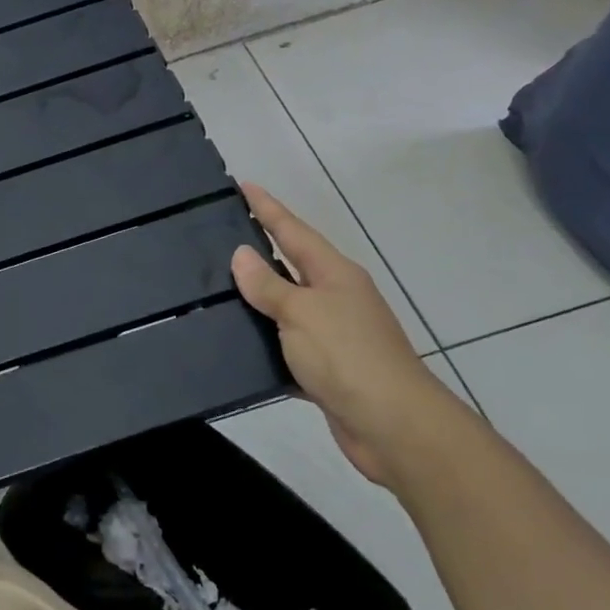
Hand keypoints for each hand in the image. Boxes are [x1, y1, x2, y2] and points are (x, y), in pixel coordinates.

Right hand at [230, 183, 461, 485]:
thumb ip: (269, 286)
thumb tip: (241, 255)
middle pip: (291, 265)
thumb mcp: (302, 313)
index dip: (267, 208)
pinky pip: (286, 346)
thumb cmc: (347, 357)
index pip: (293, 231)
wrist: (392, 425)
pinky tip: (238, 345)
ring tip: (217, 289)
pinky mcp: (326, 369)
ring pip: (286, 307)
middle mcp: (336, 298)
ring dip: (258, 299)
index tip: (243, 185)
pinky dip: (265, 343)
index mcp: (334, 275)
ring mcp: (333, 334)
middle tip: (220, 234)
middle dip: (260, 249)